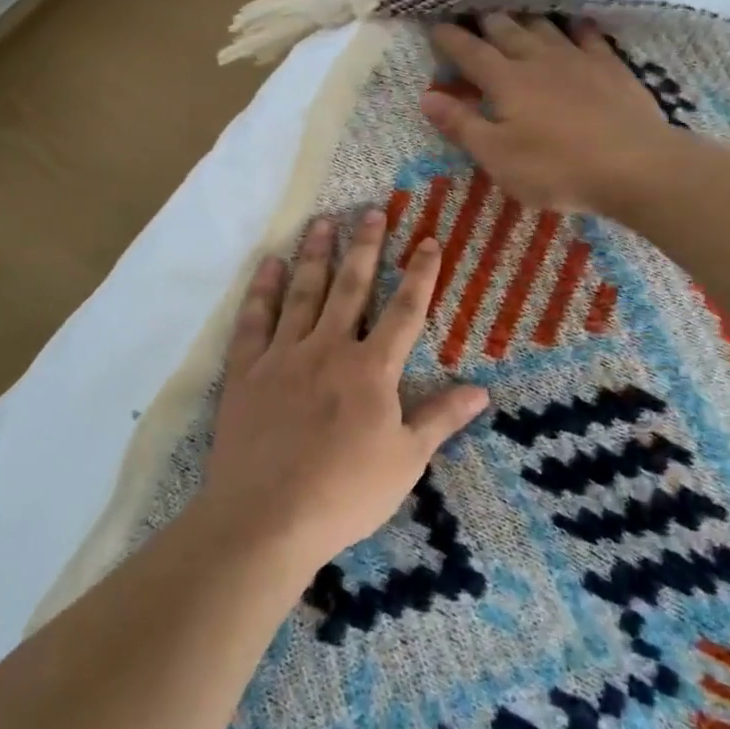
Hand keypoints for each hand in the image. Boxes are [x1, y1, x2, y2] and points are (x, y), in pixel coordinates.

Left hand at [198, 211, 488, 572]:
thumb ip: (440, 419)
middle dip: (366, 247)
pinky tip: (269, 265)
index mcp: (371, 370)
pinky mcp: (247, 371)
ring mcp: (284, 356)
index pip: (405, 311)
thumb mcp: (406, 461)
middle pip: (352, 287)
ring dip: (315, 255)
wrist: (266, 517)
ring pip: (303, 293)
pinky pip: (254, 320)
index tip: (428, 241)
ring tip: (324, 221)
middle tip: (372, 211)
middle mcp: (329, 348)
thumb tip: (482, 391)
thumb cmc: (345, 493)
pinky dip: (262, 290)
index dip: (419, 274)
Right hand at [419, 13, 679, 212]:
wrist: (635, 165)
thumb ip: (462, 125)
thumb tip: (427, 96)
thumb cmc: (557, 168)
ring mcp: (577, 59)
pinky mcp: (610, 67)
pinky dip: (574, 26)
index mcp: (506, 81)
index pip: (470, 52)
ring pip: (543, 27)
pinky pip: (587, 35)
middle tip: (472, 14)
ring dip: (524, 19)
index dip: (450, 38)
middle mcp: (538, 60)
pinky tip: (573, 24)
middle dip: (485, 21)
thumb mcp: (498, 156)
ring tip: (514, 15)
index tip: (434, 25)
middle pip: (506, 30)